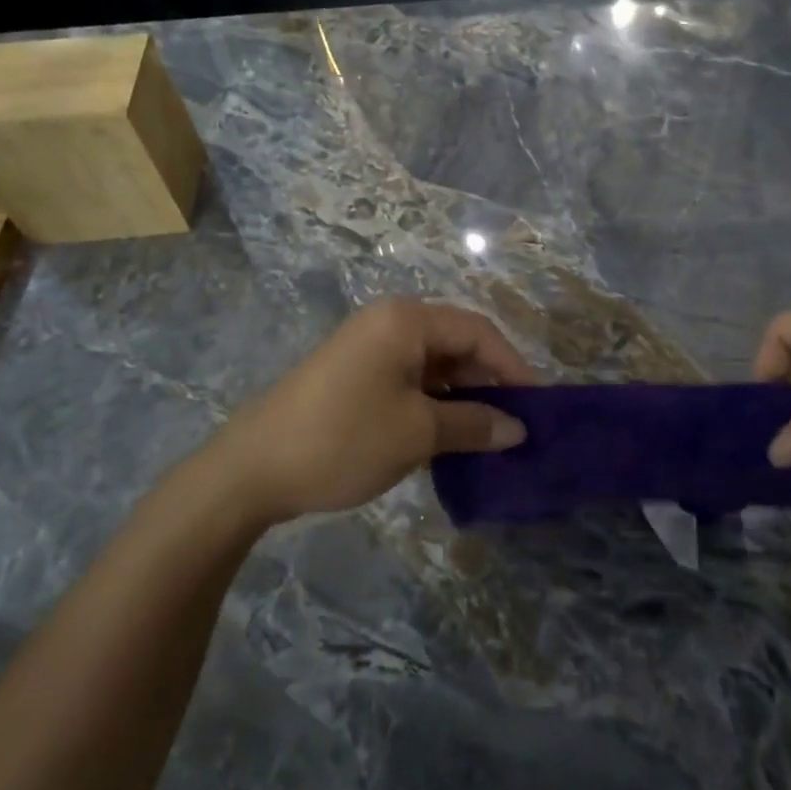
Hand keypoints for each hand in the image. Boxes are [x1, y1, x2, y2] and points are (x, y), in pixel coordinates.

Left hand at [211, 300, 533, 525]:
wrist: (252, 469)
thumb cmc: (344, 439)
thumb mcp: (418, 433)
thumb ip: (474, 425)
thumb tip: (518, 429)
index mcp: (405, 320)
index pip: (478, 331)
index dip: (513, 366)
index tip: (538, 407)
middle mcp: (388, 322)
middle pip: (456, 343)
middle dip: (489, 381)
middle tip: (514, 424)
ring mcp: (367, 347)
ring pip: (433, 363)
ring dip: (462, 396)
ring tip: (486, 434)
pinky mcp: (353, 374)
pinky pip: (408, 379)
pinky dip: (433, 403)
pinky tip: (447, 435)